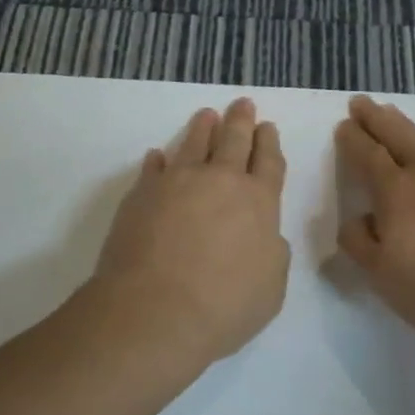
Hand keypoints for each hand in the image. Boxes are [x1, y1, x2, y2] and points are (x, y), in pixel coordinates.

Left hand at [91, 98, 290, 361]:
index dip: (269, 143)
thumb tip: (265, 237)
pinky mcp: (142, 194)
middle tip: (243, 103)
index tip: (268, 127)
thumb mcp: (271, 289)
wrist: (154, 311)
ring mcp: (178, 183)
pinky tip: (158, 156)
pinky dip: (158, 161)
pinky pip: (153, 169)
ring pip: (194, 143)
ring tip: (206, 115)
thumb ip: (273, 255)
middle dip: (241, 121)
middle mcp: (220, 181)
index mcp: (258, 202)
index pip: (269, 162)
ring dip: (203, 128)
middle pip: (234, 141)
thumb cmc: (223, 305)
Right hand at [333, 95, 414, 341]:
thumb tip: (357, 219)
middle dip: (376, 118)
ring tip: (396, 120)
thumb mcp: (384, 275)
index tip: (344, 125)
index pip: (367, 155)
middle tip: (362, 103)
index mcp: (395, 190)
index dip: (353, 139)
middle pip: (397, 134)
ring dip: (406, 129)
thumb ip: (362, 243)